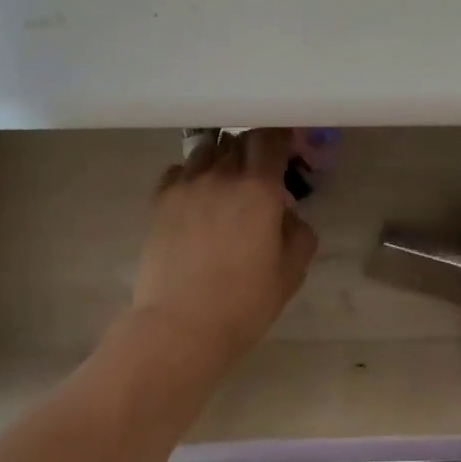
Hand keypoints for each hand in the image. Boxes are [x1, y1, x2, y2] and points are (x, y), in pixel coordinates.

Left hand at [130, 129, 318, 364]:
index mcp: (259, 189)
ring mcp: (187, 185)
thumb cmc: (244, 302)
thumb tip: (287, 213)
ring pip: (206, 149)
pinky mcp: (160, 201)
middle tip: (259, 169)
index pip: (270, 138)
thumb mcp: (291, 272)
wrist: (180, 326)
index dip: (280, 135)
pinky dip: (190, 175)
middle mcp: (222, 176)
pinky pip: (177, 170)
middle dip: (252, 148)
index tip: (286, 145)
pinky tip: (196, 197)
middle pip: (238, 139)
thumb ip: (299, 233)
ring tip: (225, 180)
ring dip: (221, 157)